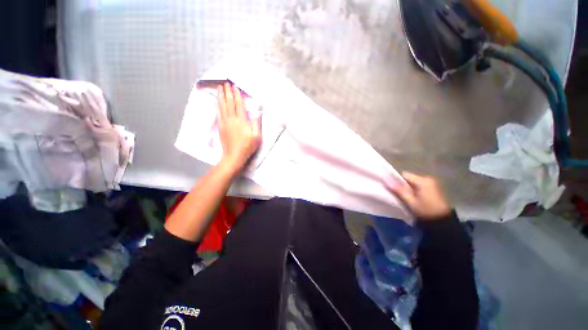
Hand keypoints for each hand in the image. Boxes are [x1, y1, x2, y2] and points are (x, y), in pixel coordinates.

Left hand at [217, 82, 260, 171]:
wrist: (234, 156)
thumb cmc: (247, 147)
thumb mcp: (257, 137)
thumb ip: (256, 124)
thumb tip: (256, 113)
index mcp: (242, 121)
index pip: (239, 105)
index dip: (237, 95)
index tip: (235, 87)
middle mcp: (232, 119)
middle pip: (229, 103)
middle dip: (227, 92)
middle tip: (226, 83)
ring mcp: (225, 123)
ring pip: (222, 107)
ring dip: (221, 96)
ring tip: (219, 88)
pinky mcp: (220, 127)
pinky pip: (218, 113)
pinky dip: (218, 106)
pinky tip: (217, 102)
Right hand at [390, 172, 450, 219]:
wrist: (442, 221)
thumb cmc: (425, 211)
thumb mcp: (410, 202)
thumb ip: (399, 191)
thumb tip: (387, 183)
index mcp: (422, 181)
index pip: (405, 175)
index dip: (396, 179)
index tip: (392, 186)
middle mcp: (427, 179)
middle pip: (409, 178)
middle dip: (402, 184)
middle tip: (397, 193)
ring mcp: (431, 183)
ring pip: (413, 181)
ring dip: (408, 187)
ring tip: (404, 195)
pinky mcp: (433, 187)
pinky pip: (419, 184)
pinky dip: (414, 189)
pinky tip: (412, 196)